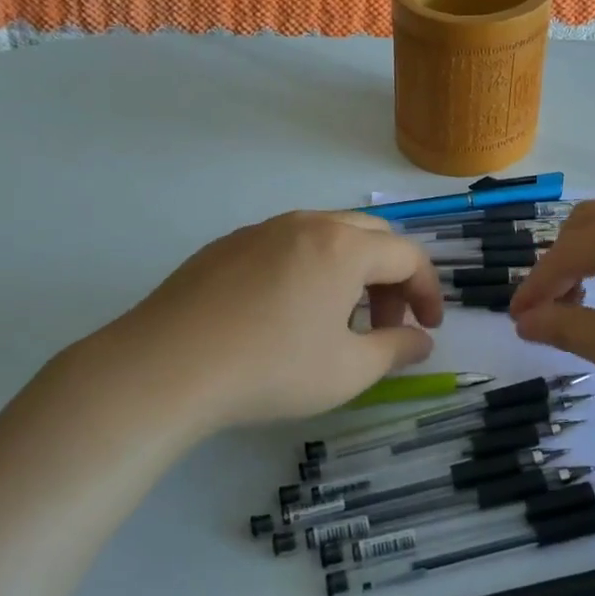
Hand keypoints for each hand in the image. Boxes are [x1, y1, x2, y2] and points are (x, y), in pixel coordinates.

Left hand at [60, 211, 443, 432]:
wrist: (165, 366)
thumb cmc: (271, 368)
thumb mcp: (347, 371)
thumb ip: (395, 350)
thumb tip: (421, 341)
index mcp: (344, 247)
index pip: (408, 256)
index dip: (428, 291)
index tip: (429, 329)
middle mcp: (308, 224)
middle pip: (371, 236)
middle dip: (391, 278)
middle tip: (386, 324)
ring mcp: (263, 230)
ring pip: (327, 236)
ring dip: (350, 271)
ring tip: (337, 320)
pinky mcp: (227, 245)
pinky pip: (287, 245)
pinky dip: (309, 269)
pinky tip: (286, 314)